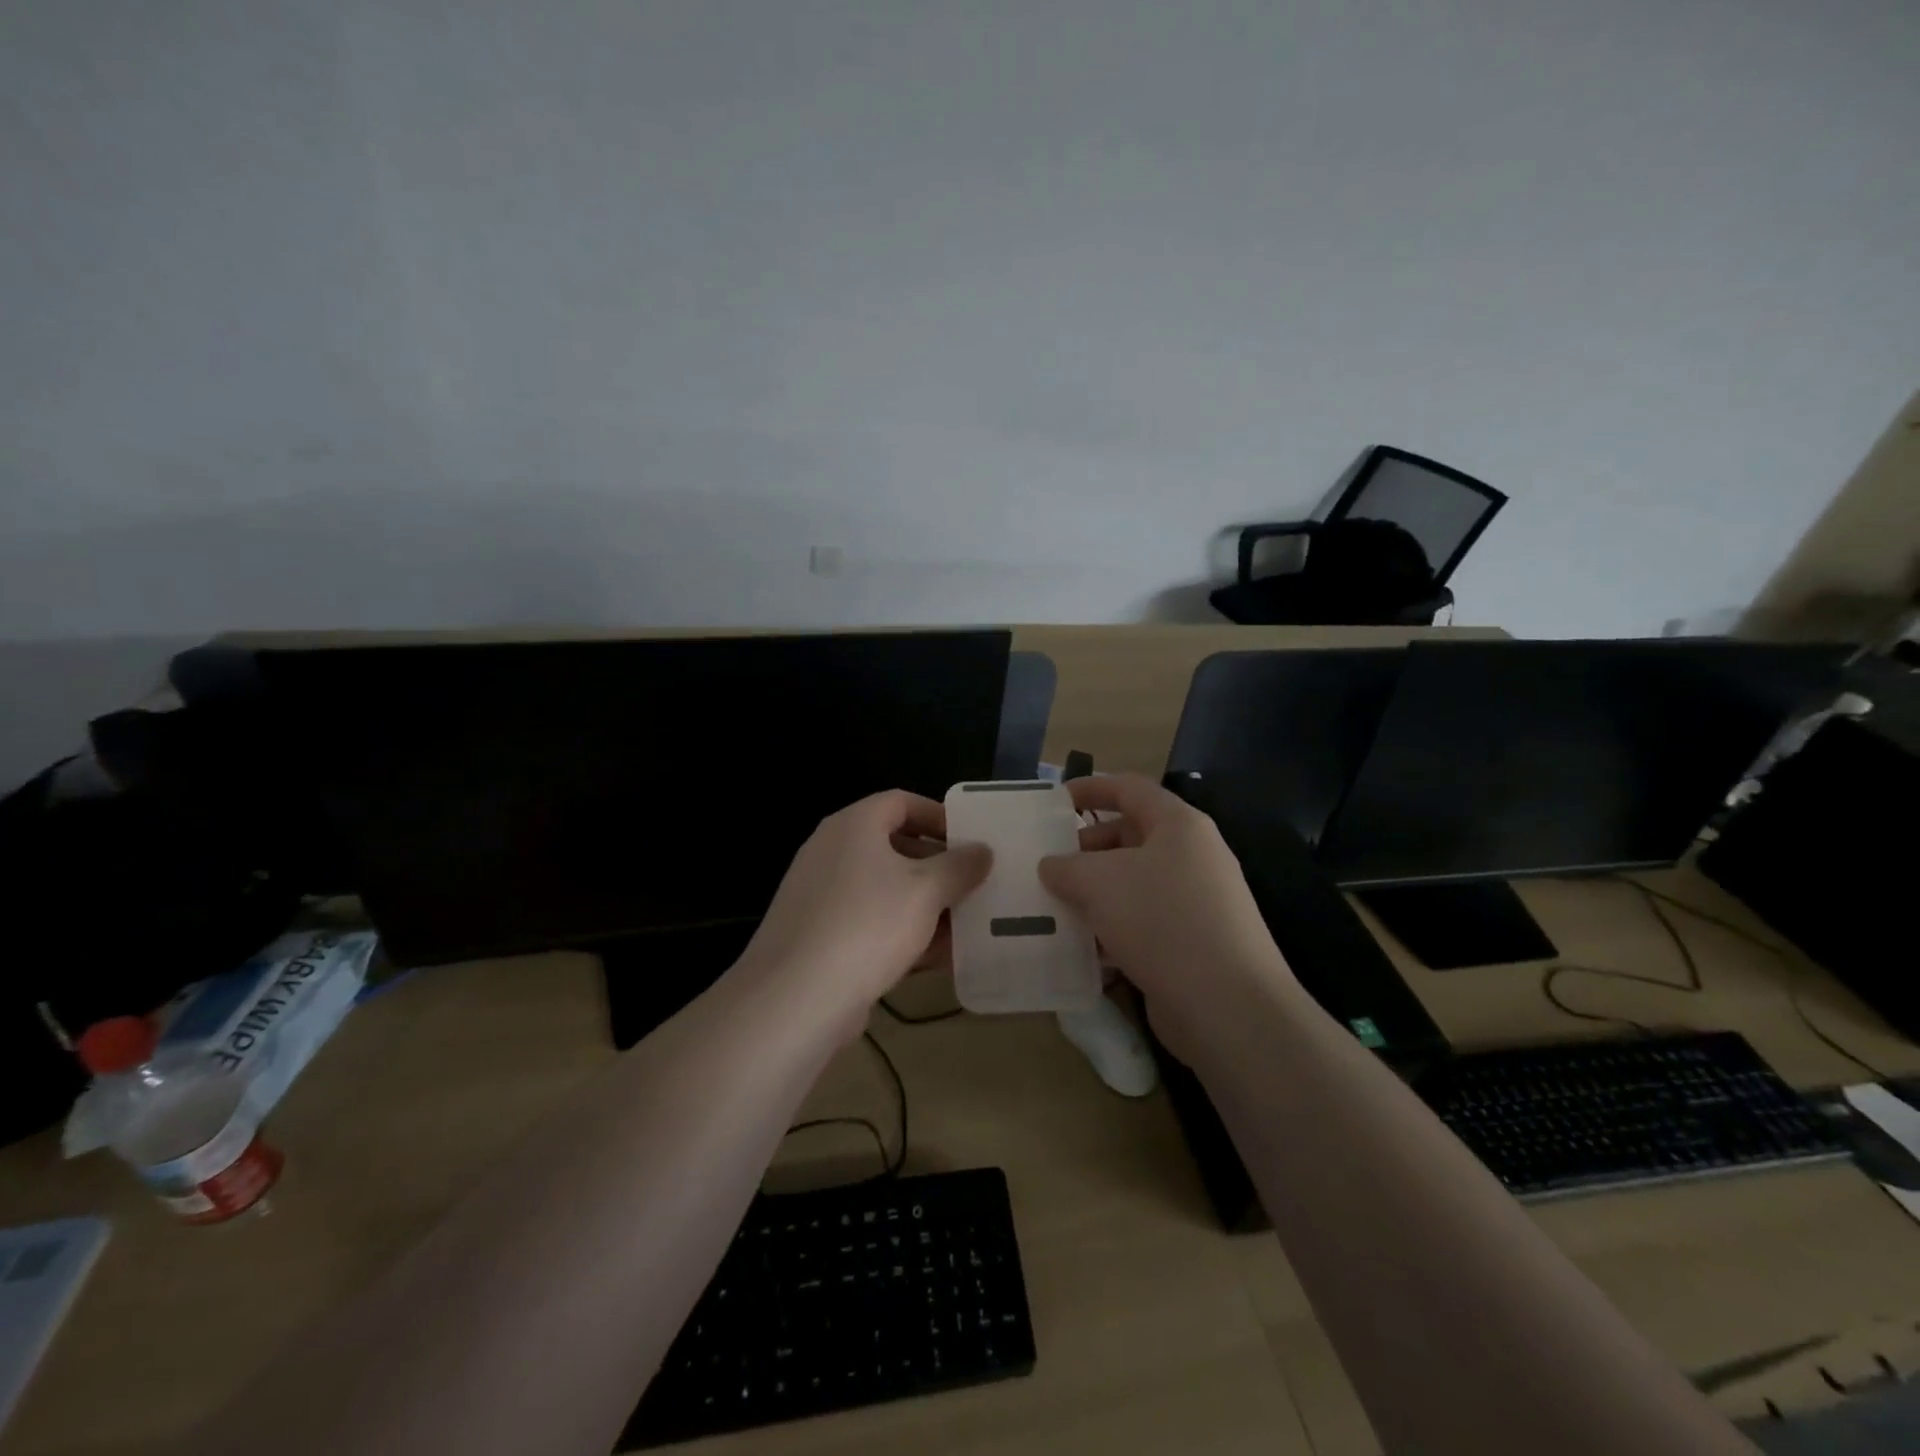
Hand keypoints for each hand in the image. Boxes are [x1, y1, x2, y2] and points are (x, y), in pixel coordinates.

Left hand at [738, 791, 990, 1037]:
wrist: (795, 999)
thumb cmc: (868, 925)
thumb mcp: (927, 891)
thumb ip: (960, 866)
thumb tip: (982, 850)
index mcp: (853, 826)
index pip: (901, 802)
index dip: (939, 816)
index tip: (971, 840)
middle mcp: (832, 852)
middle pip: (894, 846)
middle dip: (938, 867)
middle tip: (974, 885)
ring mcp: (821, 896)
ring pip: (884, 890)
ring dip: (925, 905)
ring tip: (966, 926)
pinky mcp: (819, 937)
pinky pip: (870, 923)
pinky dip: (903, 933)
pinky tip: (938, 958)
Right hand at [1038, 775, 1292, 1057]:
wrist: (1227, 1005)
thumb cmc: (1161, 920)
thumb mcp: (1098, 882)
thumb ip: (1066, 866)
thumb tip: (1051, 866)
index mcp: (1178, 825)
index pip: (1129, 788)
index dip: (1089, 788)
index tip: (1053, 802)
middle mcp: (1192, 856)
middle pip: (1130, 837)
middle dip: (1085, 850)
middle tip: (1047, 867)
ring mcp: (1196, 902)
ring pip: (1134, 884)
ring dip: (1094, 894)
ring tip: (1054, 908)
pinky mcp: (1193, 943)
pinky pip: (1143, 923)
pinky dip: (1112, 929)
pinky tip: (1082, 948)